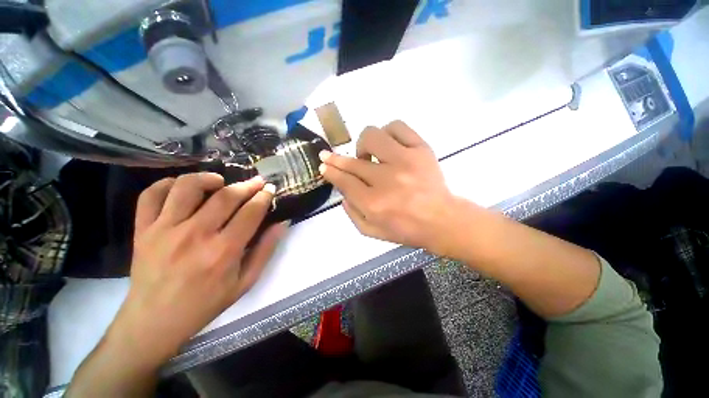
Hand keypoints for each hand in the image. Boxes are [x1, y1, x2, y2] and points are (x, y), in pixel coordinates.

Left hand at [109, 172, 286, 365]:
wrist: (154, 321)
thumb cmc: (205, 304)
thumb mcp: (245, 282)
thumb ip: (266, 250)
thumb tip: (282, 224)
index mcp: (224, 251)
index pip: (251, 212)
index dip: (264, 197)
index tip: (270, 189)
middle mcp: (195, 235)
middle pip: (226, 196)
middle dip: (247, 185)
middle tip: (257, 182)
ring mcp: (164, 230)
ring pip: (187, 187)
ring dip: (208, 178)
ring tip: (220, 182)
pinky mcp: (143, 230)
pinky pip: (151, 195)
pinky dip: (167, 184)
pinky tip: (182, 188)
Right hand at [319, 120, 457, 253]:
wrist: (442, 220)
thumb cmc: (406, 229)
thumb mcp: (372, 232)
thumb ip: (352, 213)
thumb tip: (342, 193)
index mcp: (373, 204)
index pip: (344, 181)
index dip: (331, 171)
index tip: (324, 166)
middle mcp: (386, 180)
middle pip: (353, 162)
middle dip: (335, 159)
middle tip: (330, 156)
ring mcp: (405, 161)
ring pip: (372, 136)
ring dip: (363, 144)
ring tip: (368, 155)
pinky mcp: (421, 149)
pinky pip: (398, 127)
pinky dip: (387, 132)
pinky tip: (387, 144)